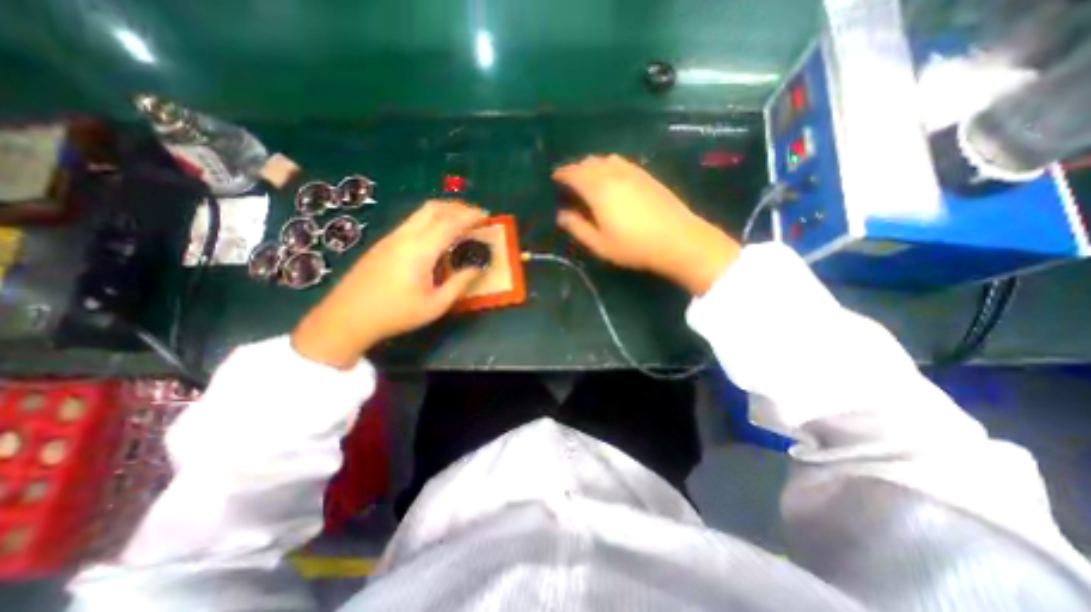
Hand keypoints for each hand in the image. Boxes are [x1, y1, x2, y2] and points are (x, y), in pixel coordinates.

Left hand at [295, 203, 490, 370]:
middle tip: (476, 216)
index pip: (450, 223)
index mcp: (420, 250)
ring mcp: (391, 237)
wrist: (346, 317)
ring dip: (444, 211)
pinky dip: (432, 220)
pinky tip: (438, 235)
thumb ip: (459, 284)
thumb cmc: (395, 314)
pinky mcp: (384, 243)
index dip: (470, 216)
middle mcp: (405, 236)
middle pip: (434, 208)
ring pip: (421, 213)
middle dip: (458, 207)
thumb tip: (478, 268)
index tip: (487, 216)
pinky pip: (413, 222)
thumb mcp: (435, 305)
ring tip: (461, 223)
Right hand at [556, 154, 742, 294]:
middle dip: (576, 169)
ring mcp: (633, 172)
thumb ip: (578, 228)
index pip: (574, 173)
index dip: (562, 174)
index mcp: (598, 189)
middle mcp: (614, 174)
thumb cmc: (634, 246)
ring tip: (590, 179)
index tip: (554, 179)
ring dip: (593, 165)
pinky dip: (610, 166)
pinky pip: (622, 163)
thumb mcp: (600, 244)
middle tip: (571, 182)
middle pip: (589, 162)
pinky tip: (613, 179)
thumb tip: (562, 215)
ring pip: (606, 159)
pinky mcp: (647, 175)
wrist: (678, 240)